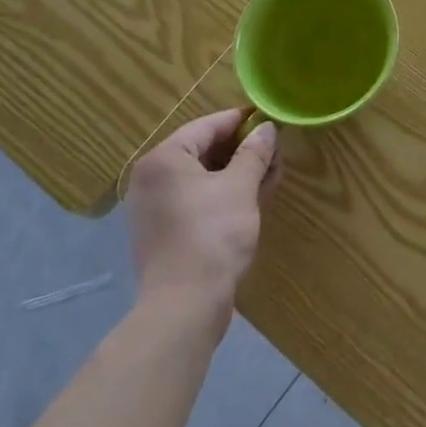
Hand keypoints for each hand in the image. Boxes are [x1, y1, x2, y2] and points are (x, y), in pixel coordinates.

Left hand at [124, 109, 278, 310]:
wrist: (184, 308)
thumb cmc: (212, 235)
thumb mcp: (241, 187)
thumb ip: (254, 152)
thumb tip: (266, 128)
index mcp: (164, 159)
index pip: (208, 126)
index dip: (241, 121)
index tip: (269, 119)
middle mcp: (151, 179)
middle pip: (203, 151)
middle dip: (241, 150)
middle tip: (274, 151)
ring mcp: (153, 209)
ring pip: (201, 178)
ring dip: (235, 173)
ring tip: (269, 176)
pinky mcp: (161, 234)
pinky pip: (194, 201)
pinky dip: (221, 195)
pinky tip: (251, 199)